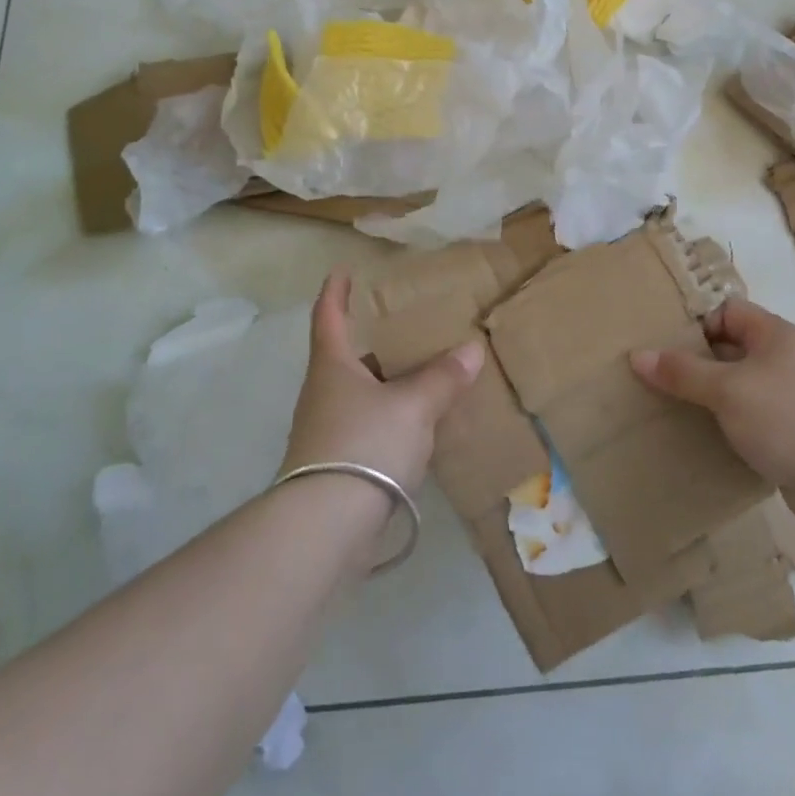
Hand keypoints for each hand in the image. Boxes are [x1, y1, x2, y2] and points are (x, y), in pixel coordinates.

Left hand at [281, 268, 483, 494]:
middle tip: (403, 325)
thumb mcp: (413, 406)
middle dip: (371, 340)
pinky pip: (367, 425)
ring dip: (384, 381)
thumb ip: (442, 377)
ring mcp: (326, 430)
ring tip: (420, 373)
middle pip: (345, 356)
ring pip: (358, 393)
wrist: (327, 524)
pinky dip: (389, 416)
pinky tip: (416, 424)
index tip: (343, 271)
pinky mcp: (337, 463)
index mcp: (332, 365)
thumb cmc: (365, 444)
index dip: (335, 291)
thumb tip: (471, 349)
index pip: (328, 316)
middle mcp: (323, 392)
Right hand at [630, 297, 794, 532]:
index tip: (665, 347)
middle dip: (699, 362)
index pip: (728, 311)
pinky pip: (759, 418)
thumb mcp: (727, 390)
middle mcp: (790, 359)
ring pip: (745, 386)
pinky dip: (735, 425)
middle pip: (734, 348)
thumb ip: (682, 372)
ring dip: (715, 397)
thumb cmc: (789, 419)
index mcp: (777, 335)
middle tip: (661, 379)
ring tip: (679, 410)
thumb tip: (637, 355)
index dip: (696, 323)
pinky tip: (714, 440)